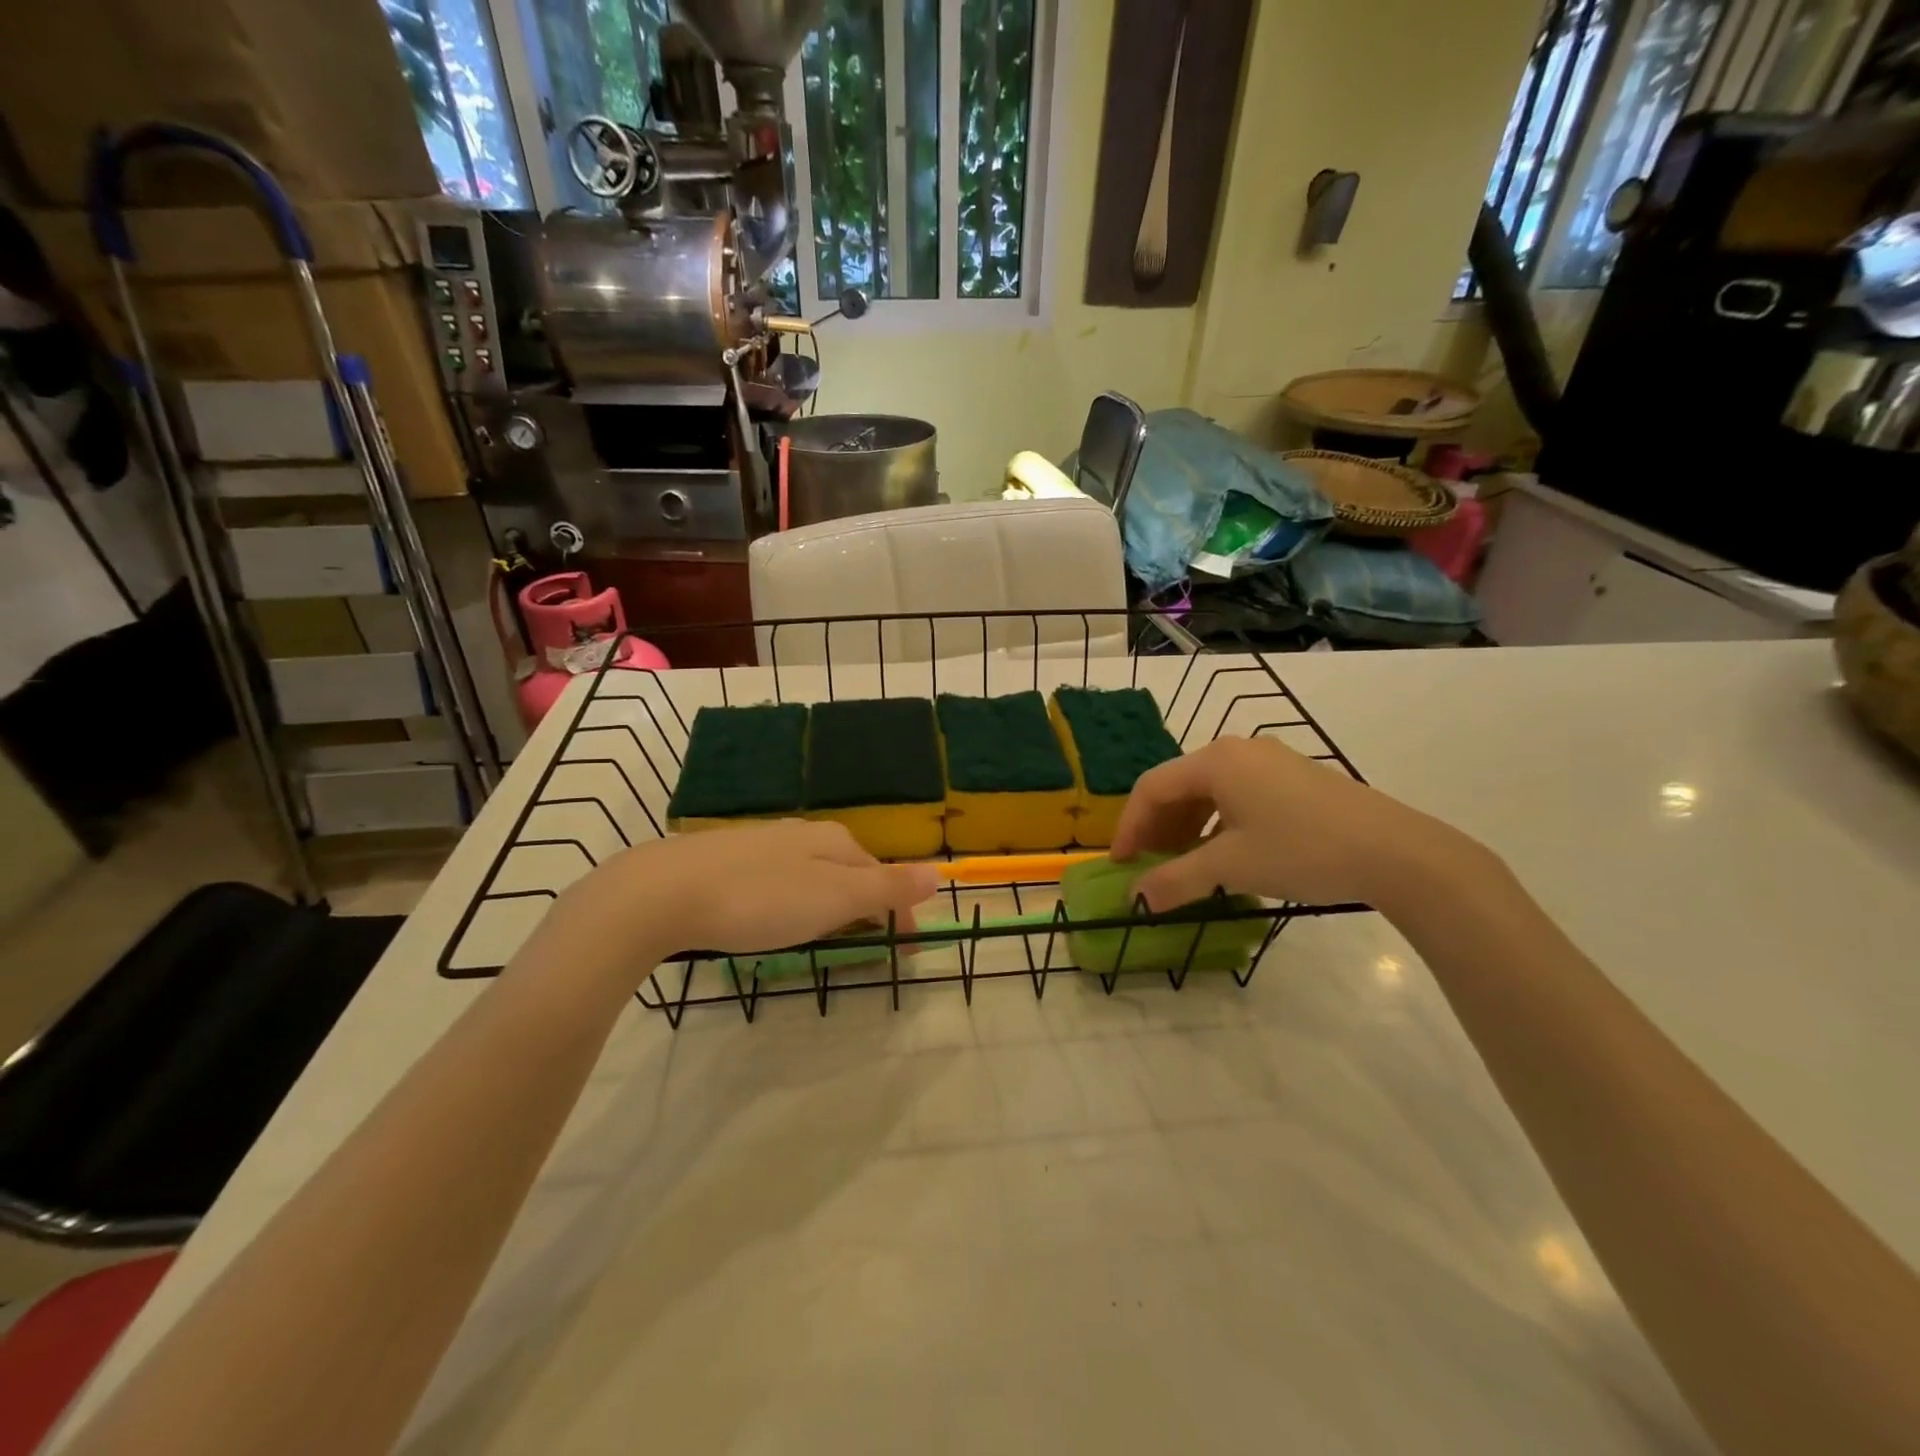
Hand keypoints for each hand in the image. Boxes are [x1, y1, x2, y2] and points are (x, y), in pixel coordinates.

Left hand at [550, 820, 939, 969]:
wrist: (664, 892)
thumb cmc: (759, 899)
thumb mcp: (833, 898)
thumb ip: (885, 888)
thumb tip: (937, 872)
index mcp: (835, 841)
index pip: (883, 877)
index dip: (899, 914)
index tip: (904, 954)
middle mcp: (804, 834)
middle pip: (850, 871)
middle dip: (865, 907)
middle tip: (867, 947)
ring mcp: (764, 845)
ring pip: (814, 875)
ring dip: (830, 905)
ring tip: (827, 936)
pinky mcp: (730, 861)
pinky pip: (780, 881)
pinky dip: (794, 902)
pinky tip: (775, 917)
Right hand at [1111, 736, 1469, 910]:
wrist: (1396, 851)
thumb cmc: (1302, 850)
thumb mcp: (1232, 867)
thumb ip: (1176, 879)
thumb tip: (1135, 898)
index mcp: (1215, 761)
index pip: (1152, 788)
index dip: (1129, 826)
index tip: (1121, 864)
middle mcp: (1238, 750)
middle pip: (1178, 785)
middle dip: (1157, 827)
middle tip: (1149, 866)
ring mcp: (1270, 760)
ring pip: (1209, 790)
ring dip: (1186, 826)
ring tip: (1183, 863)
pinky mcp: (1294, 777)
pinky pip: (1237, 794)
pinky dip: (1217, 821)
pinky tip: (1224, 851)